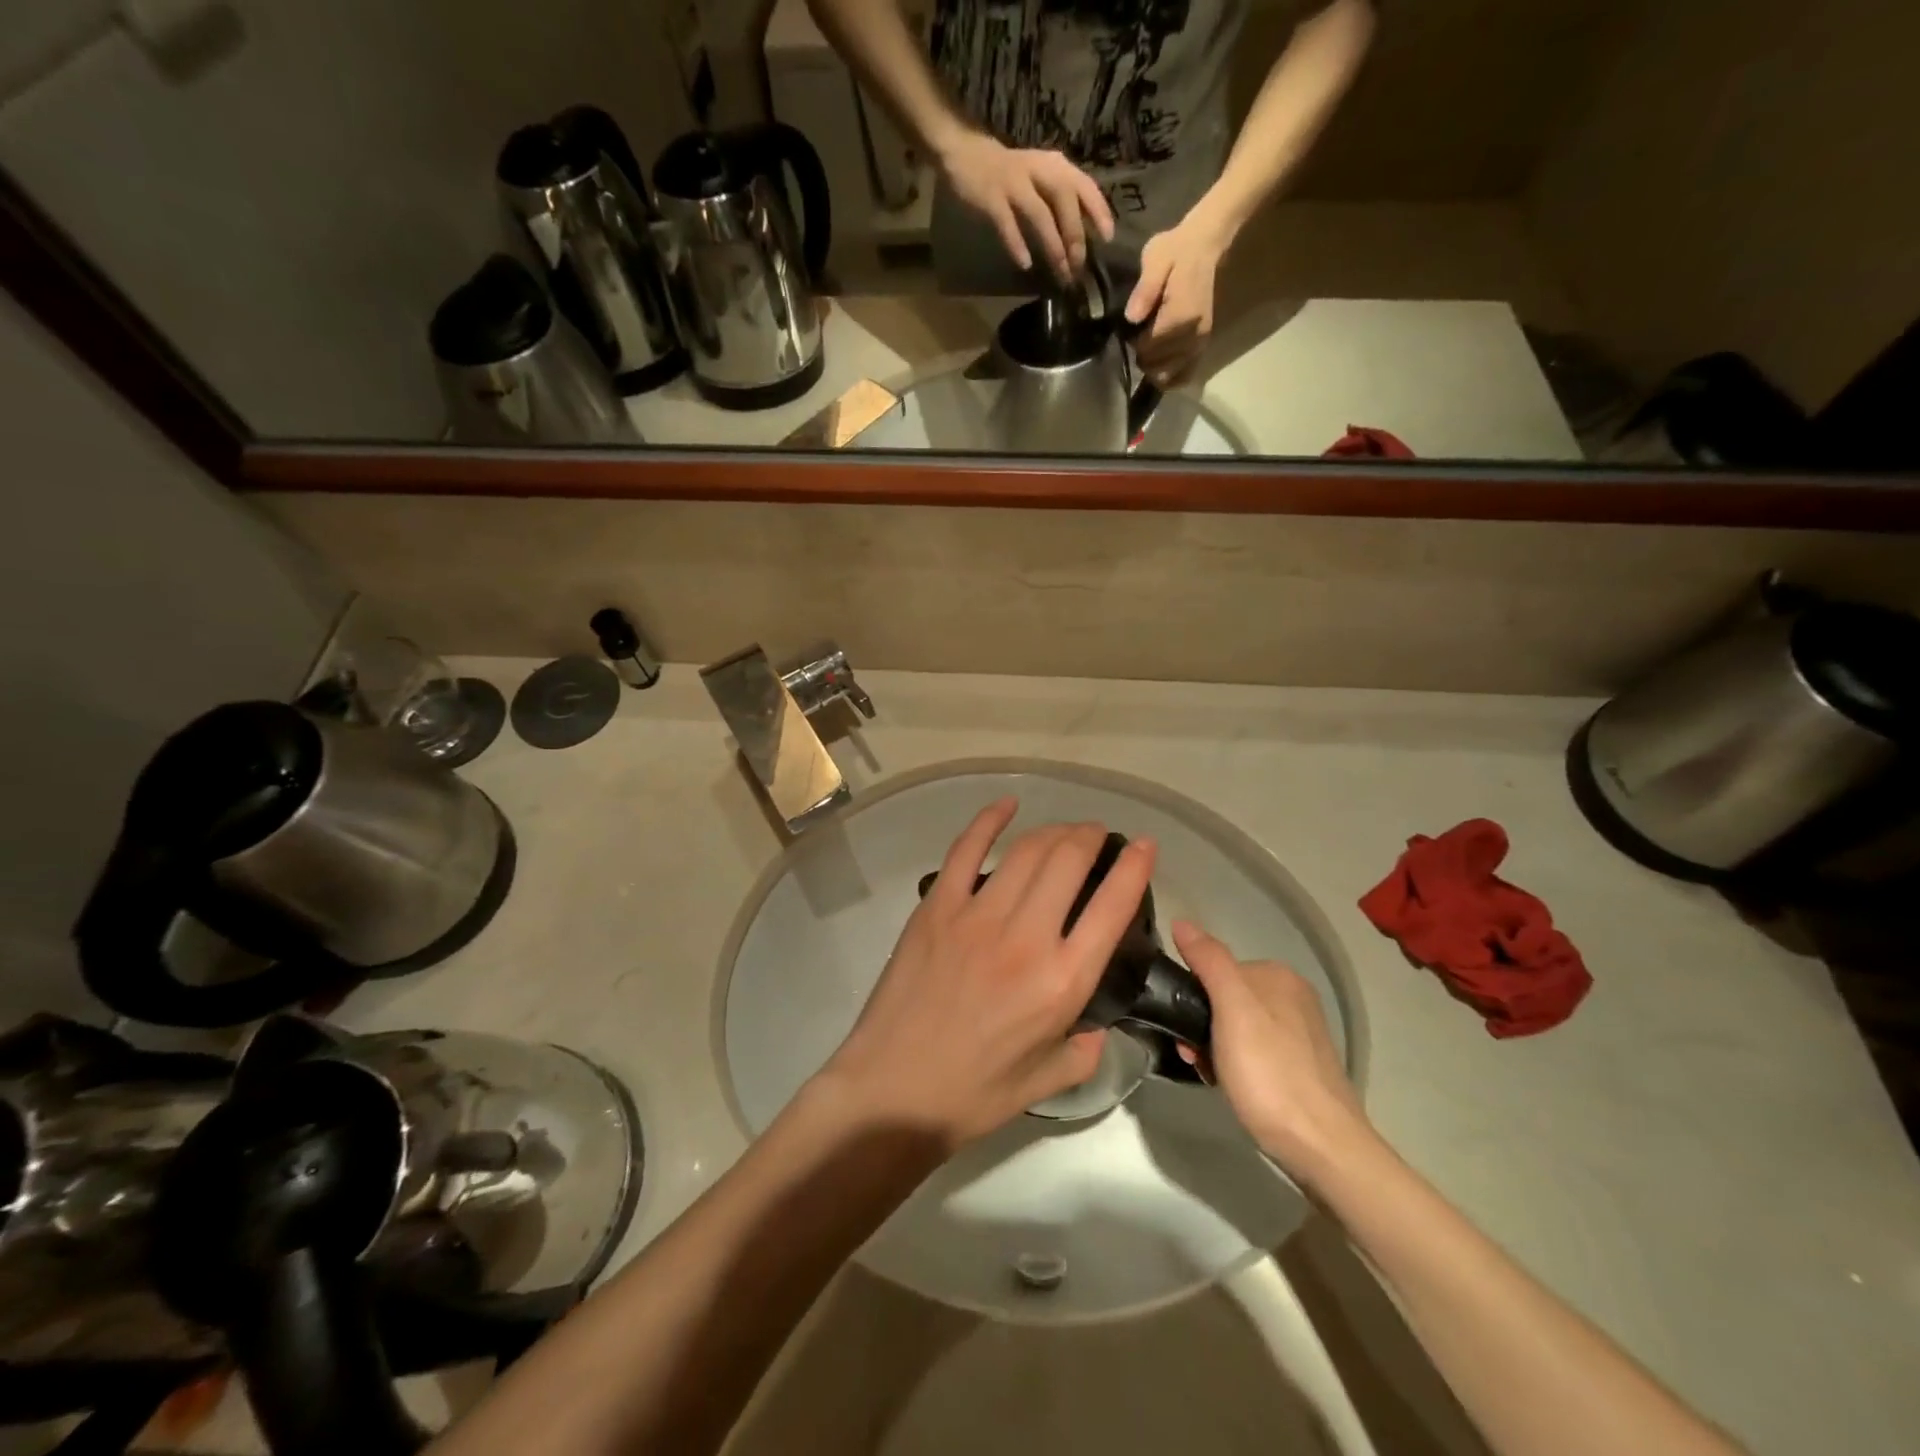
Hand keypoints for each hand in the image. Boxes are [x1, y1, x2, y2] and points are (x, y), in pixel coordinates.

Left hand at [821, 802, 1155, 1151]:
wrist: (893, 1091)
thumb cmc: (973, 1093)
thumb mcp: (1048, 1079)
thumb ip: (1086, 1050)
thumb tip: (1098, 1025)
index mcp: (1062, 981)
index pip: (1113, 907)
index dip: (1135, 867)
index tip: (1144, 846)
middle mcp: (1026, 937)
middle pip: (1069, 861)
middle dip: (1091, 837)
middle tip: (1097, 836)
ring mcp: (977, 916)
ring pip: (1027, 851)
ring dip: (1054, 830)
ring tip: (1064, 831)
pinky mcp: (937, 906)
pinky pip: (965, 849)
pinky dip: (990, 820)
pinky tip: (1008, 805)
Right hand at [937, 130, 1114, 282]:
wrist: (968, 155)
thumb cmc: (1011, 175)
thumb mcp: (1042, 179)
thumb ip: (1061, 202)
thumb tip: (1083, 237)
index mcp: (1055, 166)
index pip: (1084, 185)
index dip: (1098, 210)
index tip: (1108, 237)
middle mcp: (1038, 170)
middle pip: (1064, 200)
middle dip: (1074, 234)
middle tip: (1079, 264)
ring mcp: (1014, 183)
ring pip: (1039, 214)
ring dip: (1052, 244)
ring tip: (1059, 271)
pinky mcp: (991, 197)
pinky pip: (1007, 223)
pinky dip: (1017, 243)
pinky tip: (1025, 263)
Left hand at [1125, 216, 1228, 385]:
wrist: (1204, 245)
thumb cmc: (1175, 250)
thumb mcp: (1155, 259)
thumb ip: (1144, 289)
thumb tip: (1131, 317)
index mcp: (1180, 316)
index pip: (1148, 348)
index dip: (1133, 342)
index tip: (1130, 328)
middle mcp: (1193, 335)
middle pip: (1158, 366)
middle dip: (1142, 357)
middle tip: (1138, 337)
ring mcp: (1201, 342)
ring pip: (1170, 375)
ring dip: (1154, 368)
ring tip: (1148, 347)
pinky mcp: (1203, 344)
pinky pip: (1186, 375)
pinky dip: (1171, 377)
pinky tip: (1161, 367)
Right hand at [1171, 921, 1375, 1186]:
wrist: (1321, 1146)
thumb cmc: (1269, 1072)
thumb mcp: (1232, 1009)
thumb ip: (1209, 961)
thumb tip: (1182, 921)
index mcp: (1278, 976)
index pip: (1216, 968)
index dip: (1192, 996)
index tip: (1182, 1028)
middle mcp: (1292, 996)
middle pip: (1226, 997)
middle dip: (1202, 1024)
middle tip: (1193, 1056)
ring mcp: (1299, 1033)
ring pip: (1236, 1026)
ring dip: (1214, 1046)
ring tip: (1209, 1074)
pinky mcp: (1301, 1066)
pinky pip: (1253, 1050)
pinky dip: (1235, 1063)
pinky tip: (1231, 1085)